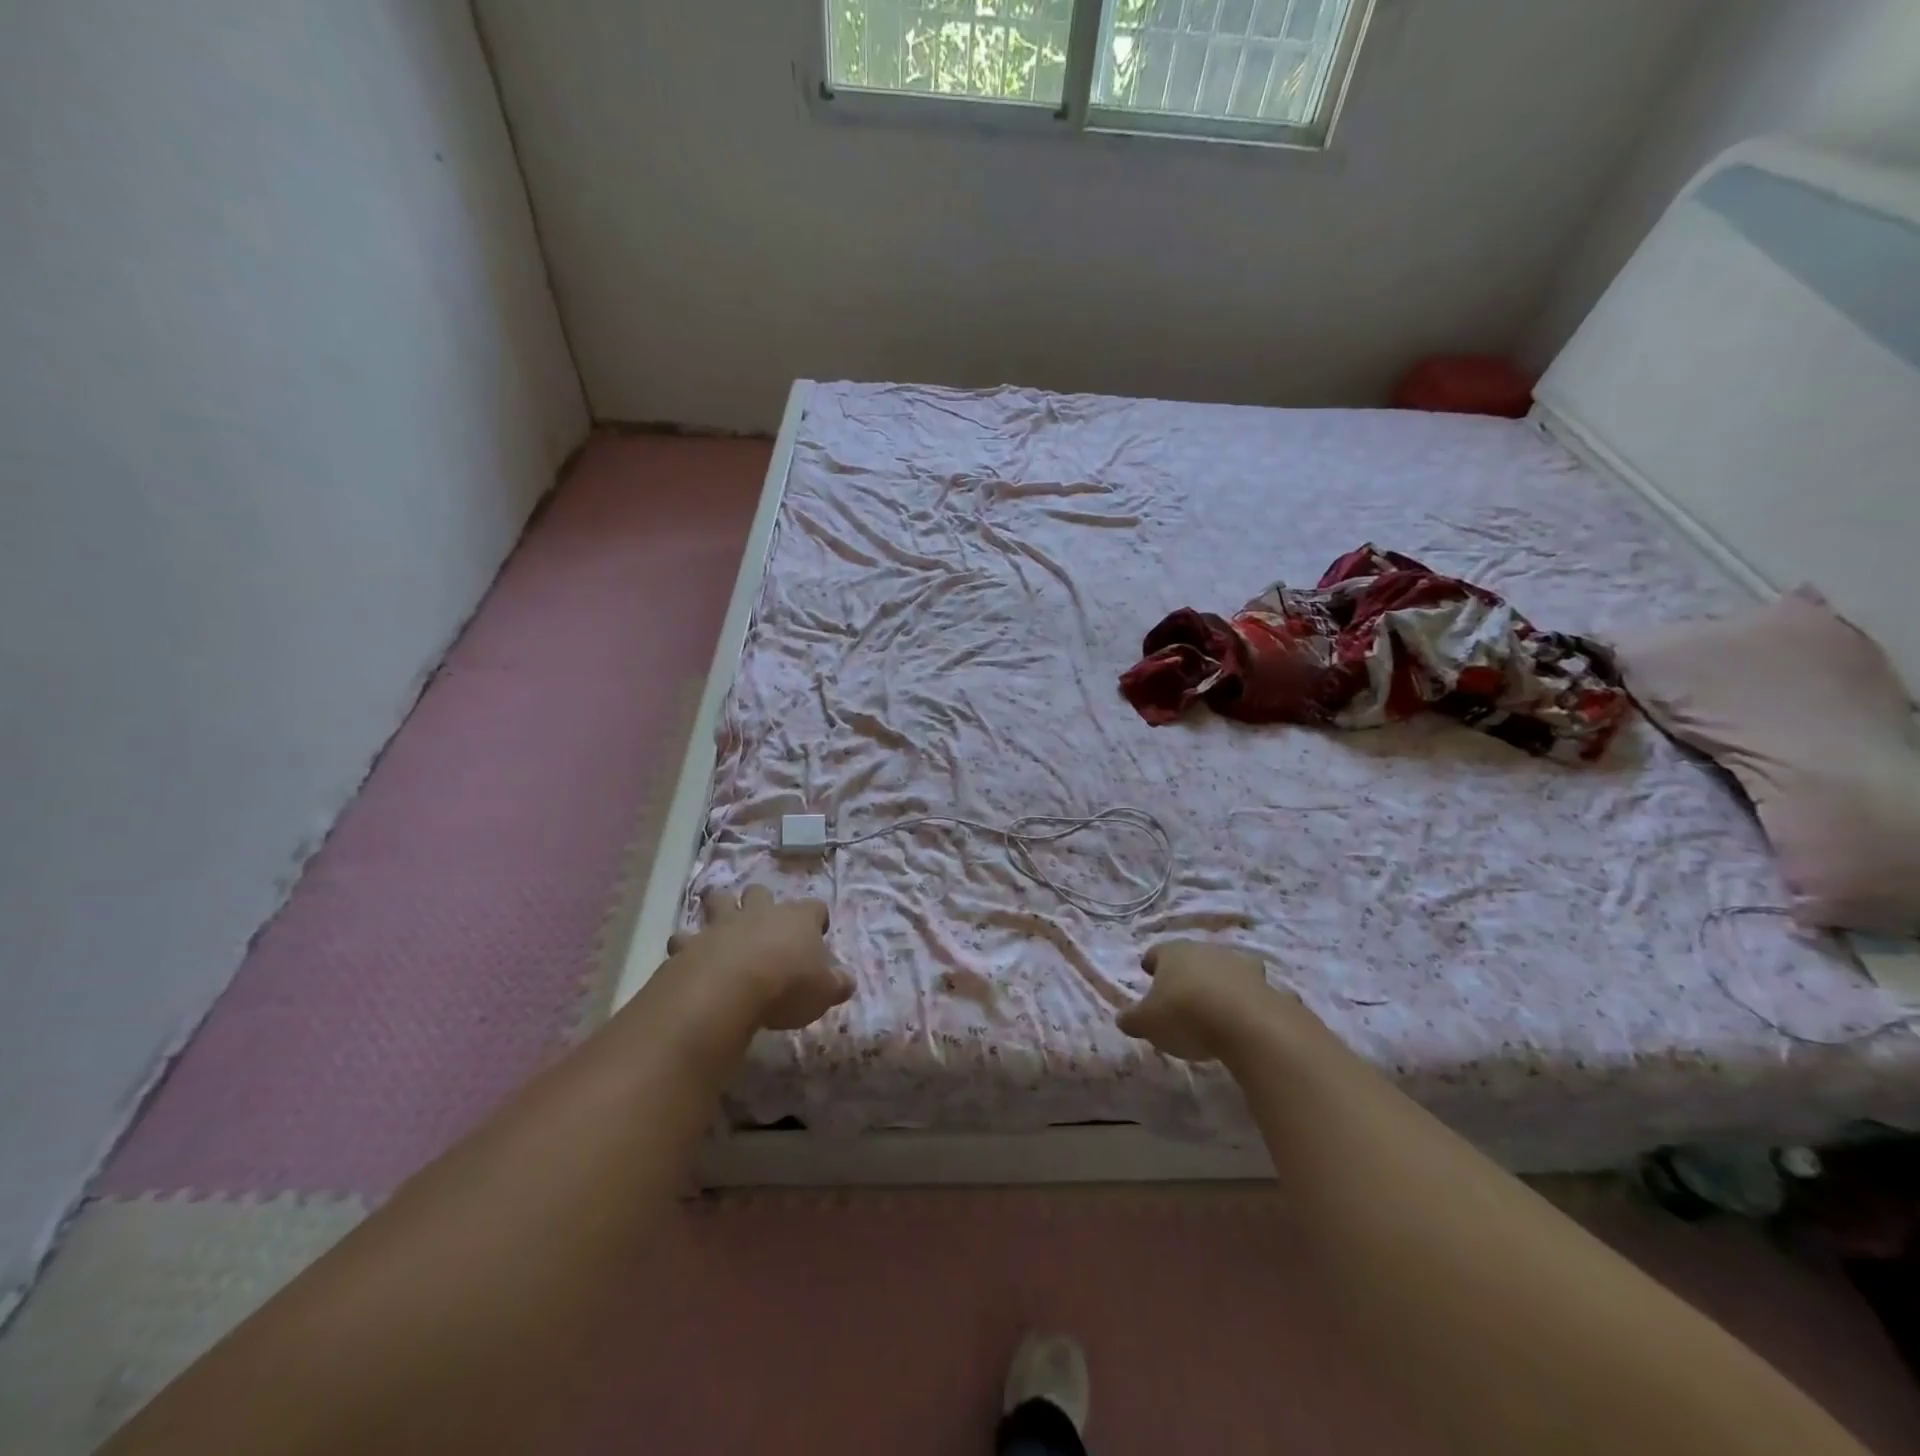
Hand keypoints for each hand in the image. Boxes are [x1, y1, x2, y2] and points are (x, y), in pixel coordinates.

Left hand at [666, 885, 851, 1030]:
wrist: (728, 990)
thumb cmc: (787, 986)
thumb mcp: (825, 991)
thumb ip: (838, 983)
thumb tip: (846, 980)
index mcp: (798, 919)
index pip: (814, 907)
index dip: (816, 919)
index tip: (817, 934)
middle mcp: (760, 913)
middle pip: (761, 892)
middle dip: (761, 902)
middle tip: (763, 924)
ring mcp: (722, 924)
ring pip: (719, 900)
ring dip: (720, 908)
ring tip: (722, 926)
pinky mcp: (690, 944)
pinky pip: (684, 938)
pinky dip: (686, 945)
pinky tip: (688, 958)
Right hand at [1116, 940, 1286, 1061]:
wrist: (1247, 1024)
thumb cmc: (1185, 1015)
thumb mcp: (1148, 1023)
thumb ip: (1132, 1019)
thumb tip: (1123, 1018)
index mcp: (1172, 952)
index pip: (1157, 952)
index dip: (1151, 962)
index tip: (1148, 971)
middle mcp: (1205, 950)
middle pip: (1192, 957)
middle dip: (1186, 971)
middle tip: (1180, 991)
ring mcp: (1238, 964)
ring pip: (1223, 968)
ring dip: (1219, 981)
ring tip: (1214, 1003)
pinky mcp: (1266, 984)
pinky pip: (1251, 990)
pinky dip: (1247, 999)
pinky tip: (1244, 1017)